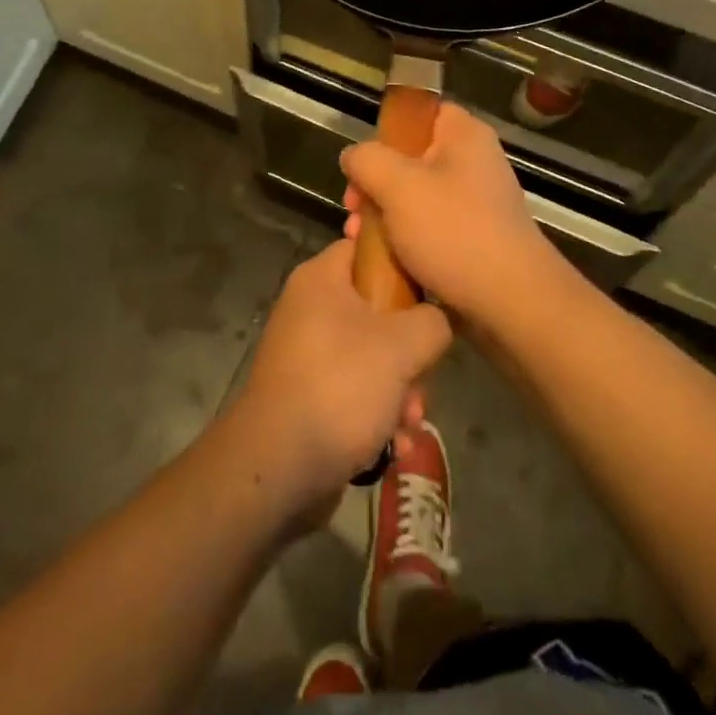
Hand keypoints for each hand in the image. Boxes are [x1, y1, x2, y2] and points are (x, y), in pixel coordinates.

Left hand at [234, 238, 451, 504]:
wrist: (278, 467)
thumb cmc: (339, 387)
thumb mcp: (401, 346)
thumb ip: (432, 321)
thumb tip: (437, 320)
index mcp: (321, 279)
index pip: (366, 247)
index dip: (402, 263)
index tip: (432, 292)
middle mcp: (310, 309)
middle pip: (378, 309)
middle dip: (410, 351)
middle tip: (423, 378)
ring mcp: (308, 354)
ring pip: (372, 356)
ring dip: (401, 390)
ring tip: (411, 421)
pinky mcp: (310, 394)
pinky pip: (355, 391)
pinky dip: (378, 414)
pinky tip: (395, 445)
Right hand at [341, 103, 570, 329]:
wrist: (511, 302)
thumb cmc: (454, 232)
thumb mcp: (398, 186)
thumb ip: (367, 160)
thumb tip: (354, 156)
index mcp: (464, 135)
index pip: (422, 111)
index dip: (388, 130)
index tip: (363, 159)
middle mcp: (473, 162)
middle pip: (411, 157)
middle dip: (375, 182)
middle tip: (353, 206)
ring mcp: (476, 202)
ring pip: (416, 196)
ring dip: (383, 213)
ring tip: (358, 238)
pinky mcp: (474, 238)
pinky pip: (429, 226)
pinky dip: (404, 237)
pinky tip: (381, 257)